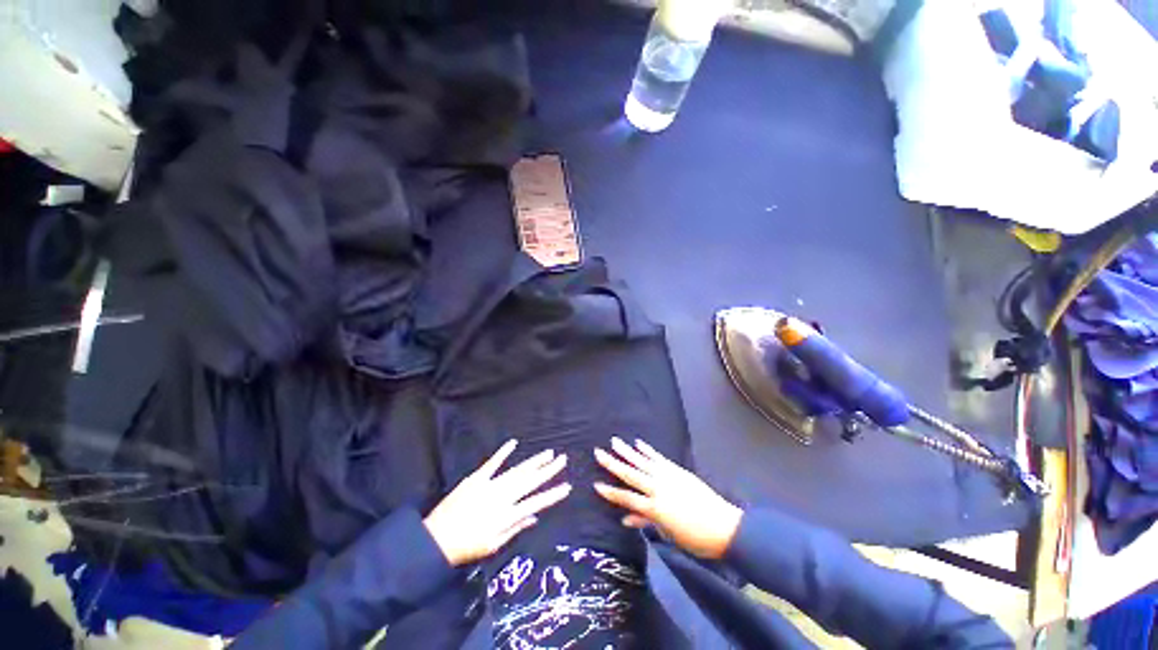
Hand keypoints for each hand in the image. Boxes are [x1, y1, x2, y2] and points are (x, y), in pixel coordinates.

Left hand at [424, 440, 570, 566]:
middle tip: (563, 459)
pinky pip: (492, 463)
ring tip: (548, 453)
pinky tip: (513, 443)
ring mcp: (490, 485)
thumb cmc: (466, 547)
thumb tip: (534, 517)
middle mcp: (502, 497)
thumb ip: (515, 529)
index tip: (567, 486)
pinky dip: (503, 452)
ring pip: (517, 470)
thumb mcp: (493, 546)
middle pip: (530, 481)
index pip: (536, 503)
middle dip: (549, 470)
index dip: (553, 495)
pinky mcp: (476, 478)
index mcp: (507, 516)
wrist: (435, 540)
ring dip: (534, 461)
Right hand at [594, 437, 742, 559]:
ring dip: (627, 451)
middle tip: (598, 452)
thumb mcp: (668, 534)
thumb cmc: (694, 538)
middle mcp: (658, 488)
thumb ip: (646, 522)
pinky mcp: (677, 470)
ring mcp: (668, 477)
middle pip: (631, 474)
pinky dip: (648, 451)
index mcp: (655, 508)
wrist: (723, 526)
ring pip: (642, 462)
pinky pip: (659, 458)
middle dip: (613, 464)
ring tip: (615, 441)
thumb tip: (625, 519)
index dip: (611, 492)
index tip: (596, 484)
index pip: (627, 498)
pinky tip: (638, 443)